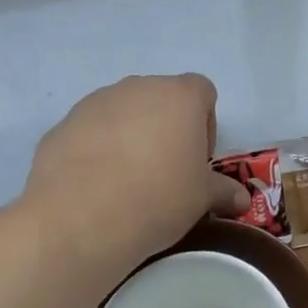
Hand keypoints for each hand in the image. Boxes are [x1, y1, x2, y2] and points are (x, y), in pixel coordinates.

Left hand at [20, 74, 248, 270]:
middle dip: (165, 128)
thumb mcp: (201, 199)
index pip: (202, 92)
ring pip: (124, 112)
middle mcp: (140, 87)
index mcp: (181, 96)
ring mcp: (98, 101)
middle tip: (163, 171)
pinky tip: (94, 186)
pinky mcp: (64, 123)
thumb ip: (224, 191)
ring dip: (130, 135)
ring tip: (125, 181)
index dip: (204, 124)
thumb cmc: (157, 198)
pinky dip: (96, 149)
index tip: (196, 160)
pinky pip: (91, 131)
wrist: (79, 220)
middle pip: (161, 99)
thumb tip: (243, 201)